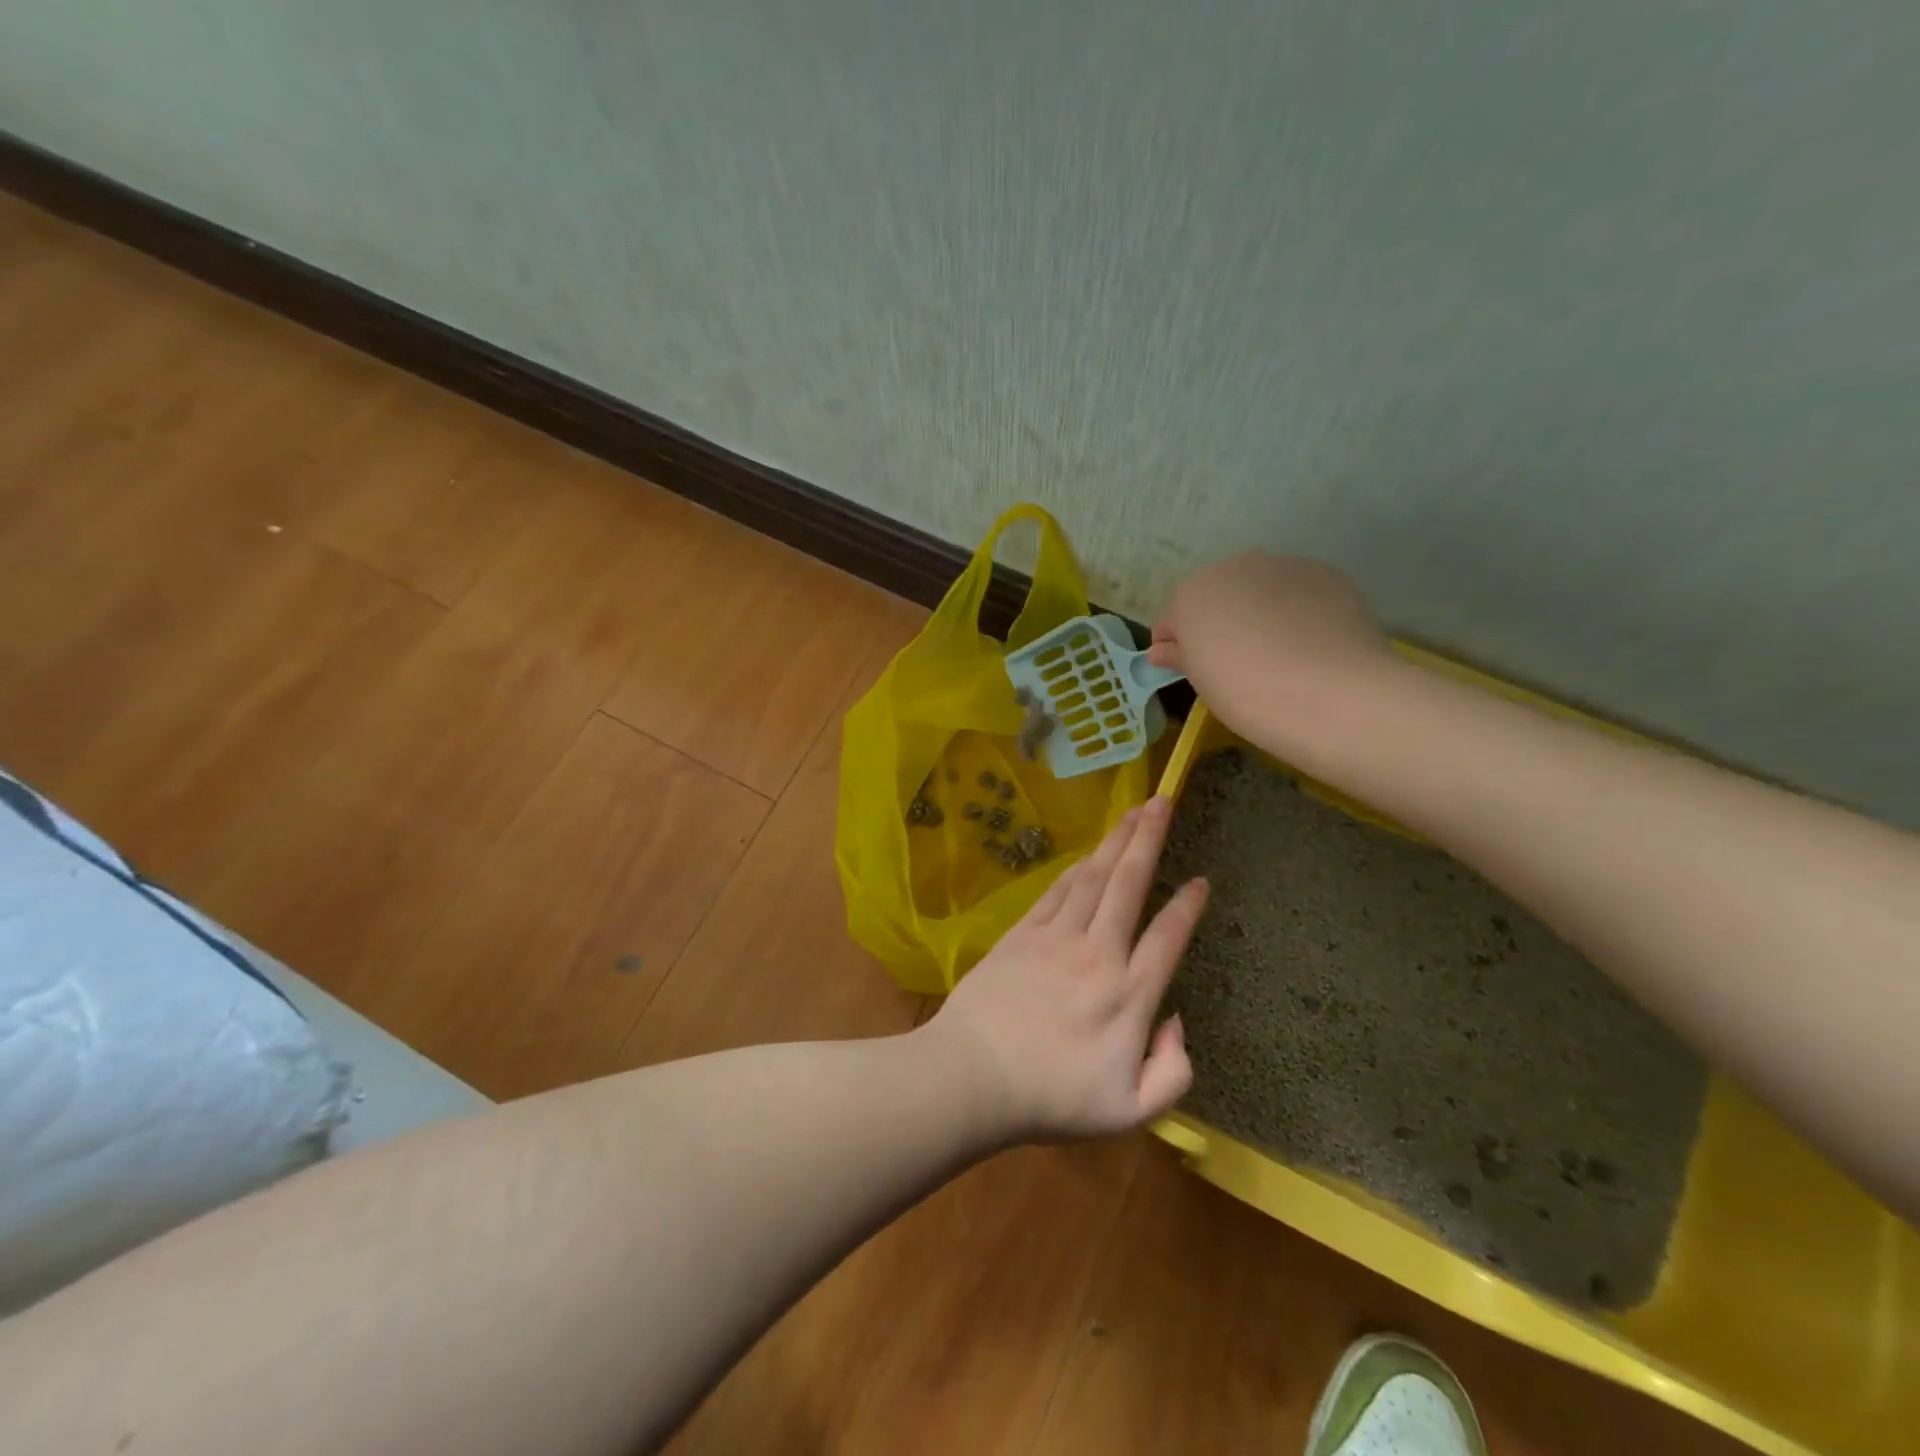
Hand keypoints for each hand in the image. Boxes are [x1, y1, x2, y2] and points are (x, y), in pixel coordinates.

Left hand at [930, 798, 1208, 1141]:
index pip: (1169, 937)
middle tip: (1164, 801)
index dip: (1189, 906)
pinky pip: (1058, 891)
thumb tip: (1175, 1021)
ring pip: (1094, 877)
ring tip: (1133, 811)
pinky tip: (1089, 855)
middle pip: (1130, 884)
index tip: (1202, 880)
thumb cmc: (1053, 1098)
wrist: (973, 1076)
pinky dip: (1077, 868)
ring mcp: (1056, 938)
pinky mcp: (1022, 934)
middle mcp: (1098, 953)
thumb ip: (1173, 1072)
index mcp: (1129, 994)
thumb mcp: (1131, 1112)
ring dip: (1116, 841)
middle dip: (1149, 838)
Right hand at [1149, 553, 1390, 759]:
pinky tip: (1309, 644)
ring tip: (1278, 653)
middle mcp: (1234, 568)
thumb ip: (1180, 657)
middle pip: (1217, 597)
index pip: (1172, 620)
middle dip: (1219, 623)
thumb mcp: (1202, 682)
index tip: (1191, 671)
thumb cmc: (1247, 693)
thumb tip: (1161, 650)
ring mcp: (1283, 566)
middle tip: (1235, 663)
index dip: (1177, 648)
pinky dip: (1297, 611)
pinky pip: (1298, 592)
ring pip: (1259, 590)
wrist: (1333, 695)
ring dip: (1259, 613)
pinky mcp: (1326, 574)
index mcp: (1191, 594)